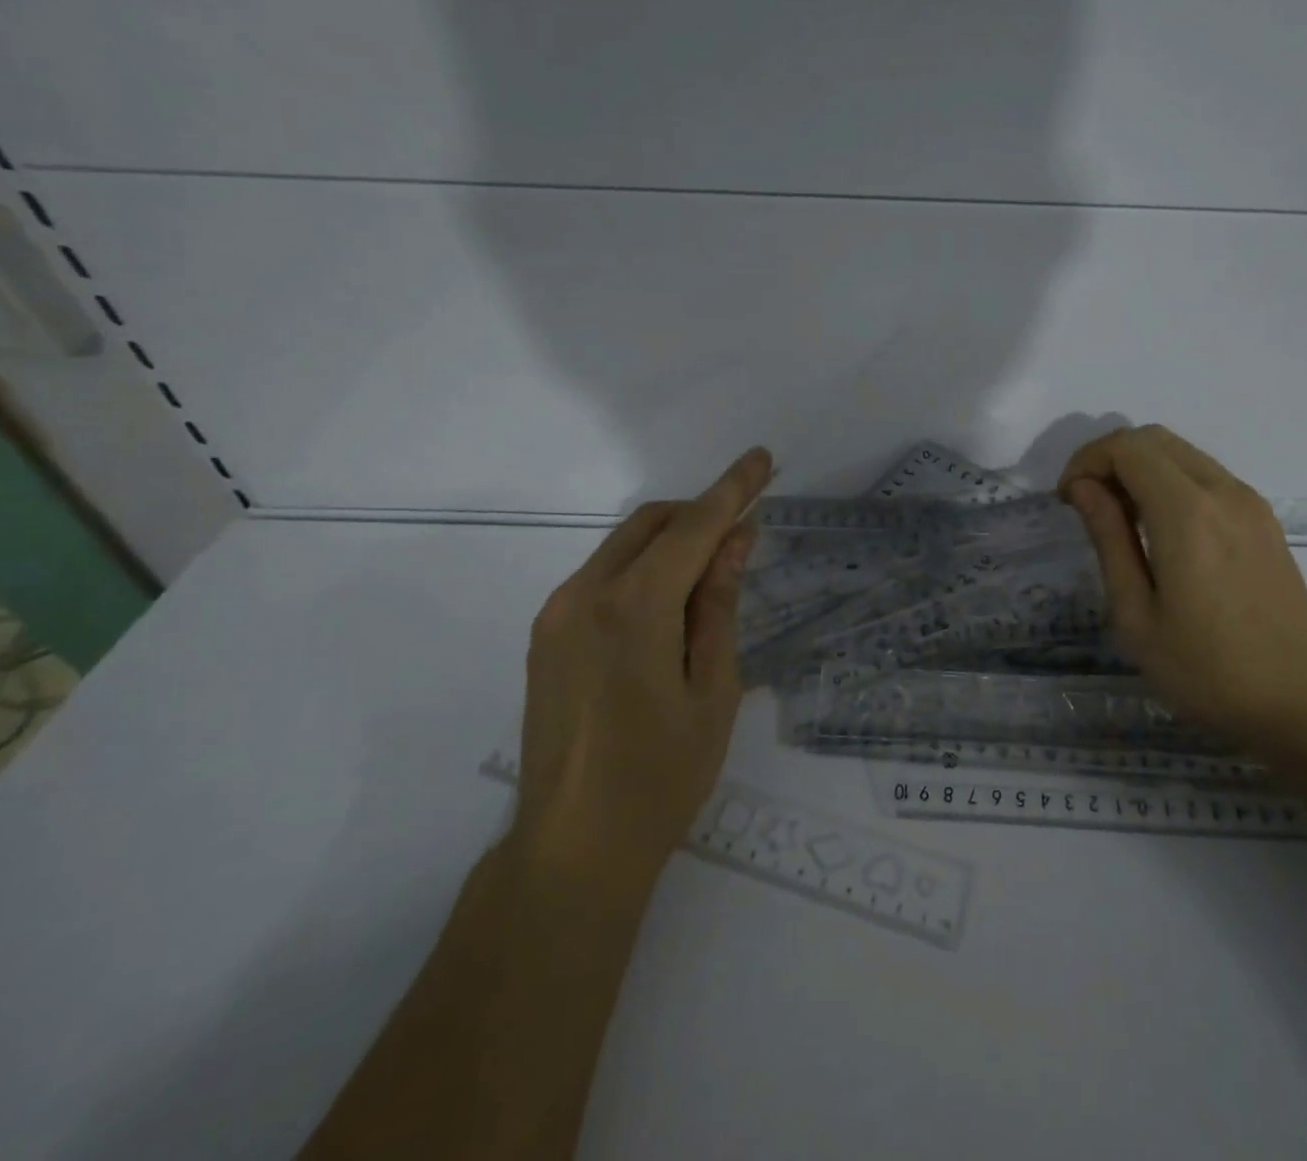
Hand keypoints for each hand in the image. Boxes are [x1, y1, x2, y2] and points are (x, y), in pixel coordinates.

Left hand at [508, 447, 774, 898]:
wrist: (573, 848)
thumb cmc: (662, 775)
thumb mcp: (714, 688)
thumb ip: (719, 603)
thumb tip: (736, 539)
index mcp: (634, 608)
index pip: (693, 527)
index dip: (732, 489)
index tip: (760, 458)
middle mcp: (585, 594)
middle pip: (651, 522)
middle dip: (700, 511)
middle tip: (744, 527)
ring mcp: (557, 614)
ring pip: (623, 545)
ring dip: (671, 540)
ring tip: (711, 573)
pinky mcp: (546, 635)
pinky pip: (602, 576)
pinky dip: (642, 569)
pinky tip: (668, 606)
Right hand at [1059, 425, 1306, 750]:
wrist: (1298, 700)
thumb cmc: (1204, 668)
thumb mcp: (1136, 613)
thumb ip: (1108, 538)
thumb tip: (1083, 487)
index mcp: (1187, 514)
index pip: (1126, 448)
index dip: (1086, 461)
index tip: (1067, 500)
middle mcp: (1222, 491)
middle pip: (1153, 438)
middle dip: (1109, 457)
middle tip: (1086, 503)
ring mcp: (1249, 502)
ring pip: (1181, 452)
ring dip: (1139, 467)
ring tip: (1118, 516)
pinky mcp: (1262, 517)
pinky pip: (1205, 474)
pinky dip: (1169, 480)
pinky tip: (1159, 527)